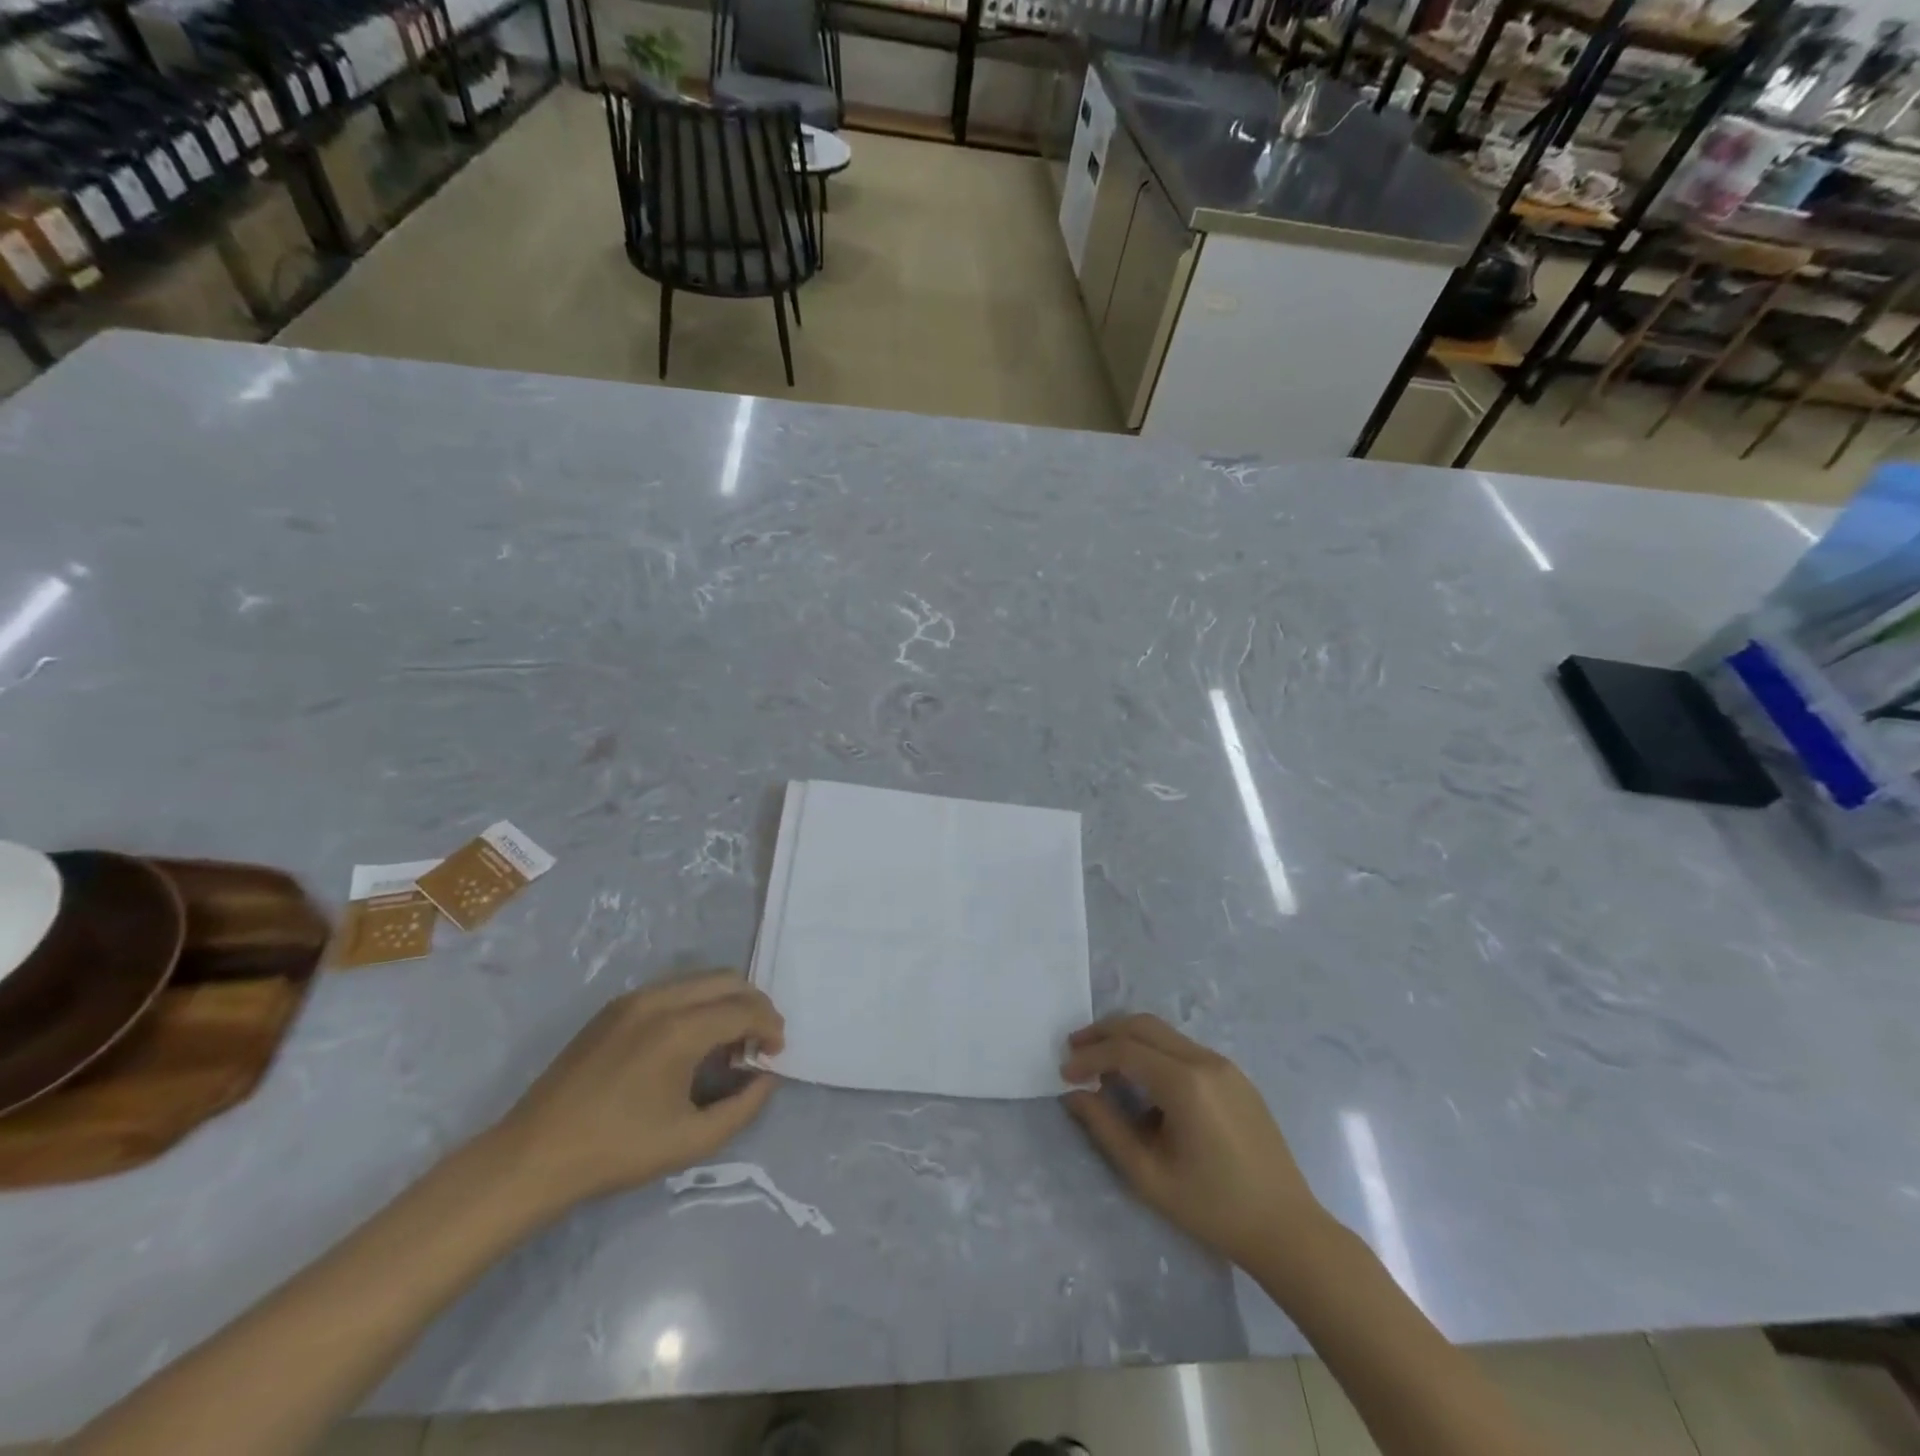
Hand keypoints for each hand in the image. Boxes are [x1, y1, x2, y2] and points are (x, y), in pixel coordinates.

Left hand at [493, 970, 784, 1204]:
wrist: (534, 1156)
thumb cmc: (617, 1151)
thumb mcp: (691, 1141)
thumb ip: (743, 1107)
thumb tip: (766, 1077)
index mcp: (680, 1030)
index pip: (745, 1008)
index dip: (770, 1026)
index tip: (775, 1053)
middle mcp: (660, 1000)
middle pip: (727, 980)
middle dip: (754, 1005)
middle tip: (759, 1042)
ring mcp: (634, 998)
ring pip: (700, 979)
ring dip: (726, 1001)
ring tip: (727, 1043)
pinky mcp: (615, 1006)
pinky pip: (673, 989)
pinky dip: (697, 1003)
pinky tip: (690, 1041)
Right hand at [1061, 1014, 1323, 1268]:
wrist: (1287, 1229)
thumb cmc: (1213, 1208)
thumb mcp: (1148, 1175)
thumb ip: (1106, 1128)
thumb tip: (1075, 1094)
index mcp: (1185, 1084)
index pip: (1124, 1050)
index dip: (1089, 1057)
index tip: (1064, 1073)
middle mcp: (1205, 1060)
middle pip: (1143, 1025)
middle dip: (1104, 1032)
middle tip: (1075, 1049)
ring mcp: (1224, 1064)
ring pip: (1164, 1032)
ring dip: (1129, 1039)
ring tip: (1102, 1063)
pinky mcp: (1235, 1076)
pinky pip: (1183, 1049)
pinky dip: (1153, 1051)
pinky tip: (1142, 1081)